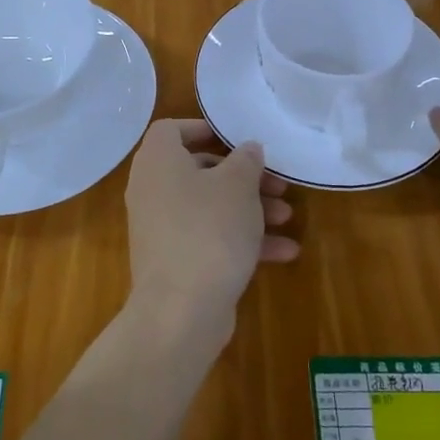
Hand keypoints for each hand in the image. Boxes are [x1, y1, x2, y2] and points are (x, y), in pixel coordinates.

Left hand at [124, 120, 296, 339]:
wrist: (181, 310)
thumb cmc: (208, 230)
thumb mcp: (238, 185)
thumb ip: (246, 160)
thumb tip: (247, 149)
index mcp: (158, 161)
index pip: (171, 129)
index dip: (203, 129)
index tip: (236, 139)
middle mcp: (152, 190)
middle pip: (199, 170)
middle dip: (243, 177)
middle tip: (277, 184)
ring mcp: (161, 229)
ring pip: (209, 207)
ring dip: (249, 210)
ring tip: (287, 217)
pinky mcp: (174, 262)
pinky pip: (209, 239)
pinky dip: (241, 241)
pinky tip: (284, 252)